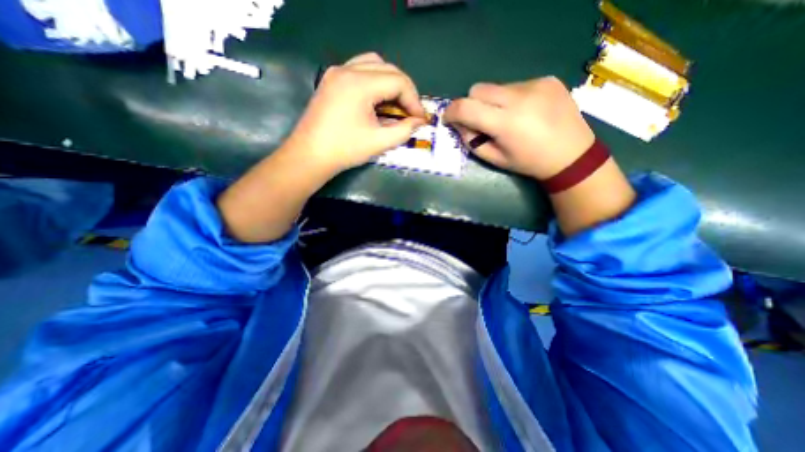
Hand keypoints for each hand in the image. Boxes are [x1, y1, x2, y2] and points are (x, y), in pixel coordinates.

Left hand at [287, 52, 430, 172]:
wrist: (310, 156)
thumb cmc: (345, 150)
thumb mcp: (379, 142)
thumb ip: (404, 130)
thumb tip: (419, 122)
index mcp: (359, 84)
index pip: (398, 81)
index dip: (414, 100)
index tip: (420, 119)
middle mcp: (347, 70)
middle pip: (388, 69)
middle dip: (405, 90)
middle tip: (411, 112)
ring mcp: (337, 72)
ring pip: (374, 64)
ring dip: (390, 82)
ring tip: (396, 104)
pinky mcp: (331, 80)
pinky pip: (360, 70)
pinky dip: (375, 81)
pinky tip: (378, 100)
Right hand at [443, 77, 592, 177]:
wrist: (572, 155)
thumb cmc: (528, 162)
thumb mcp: (495, 159)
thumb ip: (472, 141)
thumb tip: (458, 125)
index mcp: (505, 123)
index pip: (466, 107)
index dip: (451, 111)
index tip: (448, 118)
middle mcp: (519, 98)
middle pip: (478, 89)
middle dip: (471, 104)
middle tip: (479, 120)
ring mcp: (535, 84)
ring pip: (497, 87)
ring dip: (493, 101)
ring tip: (507, 117)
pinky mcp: (547, 79)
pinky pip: (516, 85)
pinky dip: (511, 98)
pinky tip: (525, 111)